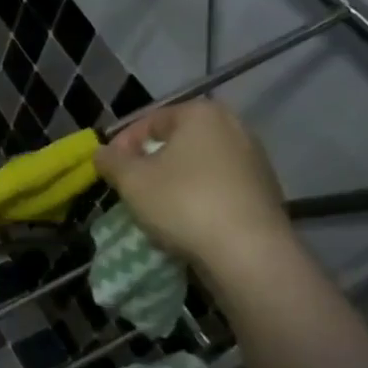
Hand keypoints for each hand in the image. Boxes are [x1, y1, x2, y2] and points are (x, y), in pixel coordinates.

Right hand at [93, 99, 293, 272]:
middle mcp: (234, 127)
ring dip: (173, 181)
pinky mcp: (265, 192)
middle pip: (176, 142)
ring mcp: (254, 160)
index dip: (122, 145)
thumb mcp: (131, 179)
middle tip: (130, 187)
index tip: (109, 170)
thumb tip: (102, 153)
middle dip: (149, 163)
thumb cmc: (183, 202)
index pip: (149, 121)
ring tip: (154, 207)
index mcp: (202, 114)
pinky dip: (198, 197)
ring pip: (198, 166)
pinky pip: (219, 187)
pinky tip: (185, 221)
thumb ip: (110, 160)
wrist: (248, 253)